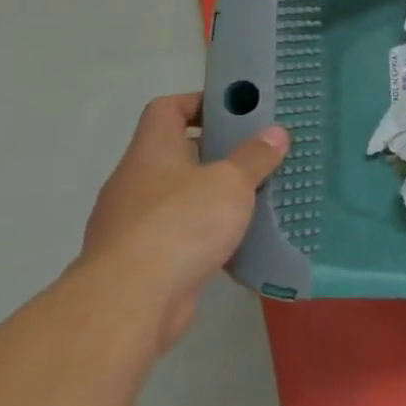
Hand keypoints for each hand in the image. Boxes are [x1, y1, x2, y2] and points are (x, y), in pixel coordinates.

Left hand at [80, 93, 288, 349]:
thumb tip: (275, 133)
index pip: (166, 109)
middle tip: (256, 153)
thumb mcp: (231, 182)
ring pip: (177, 196)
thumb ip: (255, 156)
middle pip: (174, 153)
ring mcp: (132, 223)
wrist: (129, 302)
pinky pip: (176, 233)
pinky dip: (202, 232)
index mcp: (151, 152)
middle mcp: (135, 182)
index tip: (235, 111)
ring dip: (210, 195)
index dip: (199, 102)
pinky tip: (233, 239)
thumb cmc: (181, 223)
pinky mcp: (139, 260)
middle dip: (215, 152)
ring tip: (252, 195)